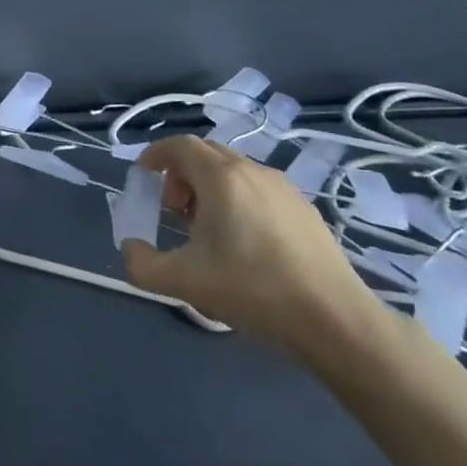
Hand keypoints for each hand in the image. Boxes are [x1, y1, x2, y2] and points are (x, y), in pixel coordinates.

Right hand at [120, 135, 382, 358]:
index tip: (143, 179)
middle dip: (180, 173)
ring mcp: (284, 188)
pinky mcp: (305, 209)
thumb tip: (131, 248)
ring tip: (208, 229)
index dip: (155, 155)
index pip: (179, 145)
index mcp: (221, 177)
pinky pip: (259, 189)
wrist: (335, 320)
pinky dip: (238, 199)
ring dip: (209, 187)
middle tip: (173, 210)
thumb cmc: (253, 290)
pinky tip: (245, 243)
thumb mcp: (183, 282)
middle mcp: (252, 171)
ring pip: (234, 171)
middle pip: (206, 153)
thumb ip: (141, 264)